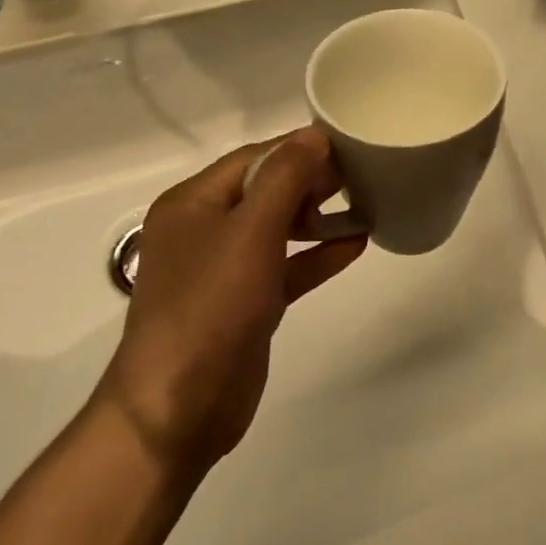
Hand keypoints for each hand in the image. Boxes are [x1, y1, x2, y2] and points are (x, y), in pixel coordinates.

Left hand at [94, 128, 367, 470]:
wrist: (178, 409)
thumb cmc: (210, 307)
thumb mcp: (250, 232)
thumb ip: (284, 178)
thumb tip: (313, 134)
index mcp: (193, 203)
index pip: (254, 158)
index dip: (298, 148)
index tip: (348, 144)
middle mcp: (205, 229)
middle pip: (266, 189)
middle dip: (312, 181)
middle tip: (362, 176)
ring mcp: (225, 269)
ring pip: (279, 228)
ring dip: (320, 217)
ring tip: (366, 204)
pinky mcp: (246, 303)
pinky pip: (287, 266)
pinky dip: (318, 255)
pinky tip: (357, 245)